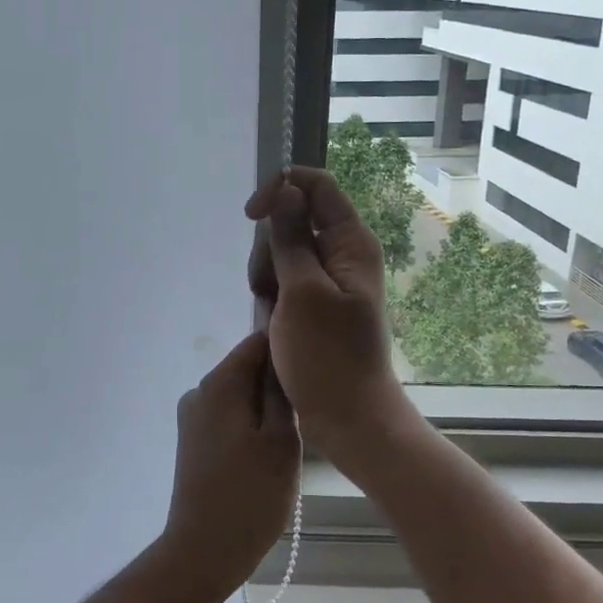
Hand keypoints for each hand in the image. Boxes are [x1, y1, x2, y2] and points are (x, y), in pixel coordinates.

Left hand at [158, 330, 300, 597]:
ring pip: (241, 393)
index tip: (315, 369)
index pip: (258, 341)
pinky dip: (252, 423)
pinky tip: (270, 450)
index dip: (288, 348)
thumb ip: (281, 392)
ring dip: (267, 406)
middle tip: (311, 408)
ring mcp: (193, 416)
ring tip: (295, 434)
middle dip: (279, 381)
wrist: (203, 551)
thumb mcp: (281, 441)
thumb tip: (283, 355)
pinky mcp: (194, 439)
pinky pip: (230, 415)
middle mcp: (200, 390)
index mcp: (220, 383)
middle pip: (248, 367)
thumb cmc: (250, 496)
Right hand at [245, 168, 415, 456]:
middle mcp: (343, 253)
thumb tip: (286, 190)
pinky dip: (272, 291)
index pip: (317, 185)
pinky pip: (286, 277)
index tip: (250, 216)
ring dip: (267, 271)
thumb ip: (292, 238)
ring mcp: (329, 278)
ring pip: (284, 248)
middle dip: (270, 243)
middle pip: (295, 217)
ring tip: (270, 308)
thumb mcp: (302, 292)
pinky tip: (271, 318)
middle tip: (267, 285)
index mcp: (351, 242)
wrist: (349, 418)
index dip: (280, 188)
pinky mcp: (316, 301)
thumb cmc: (328, 356)